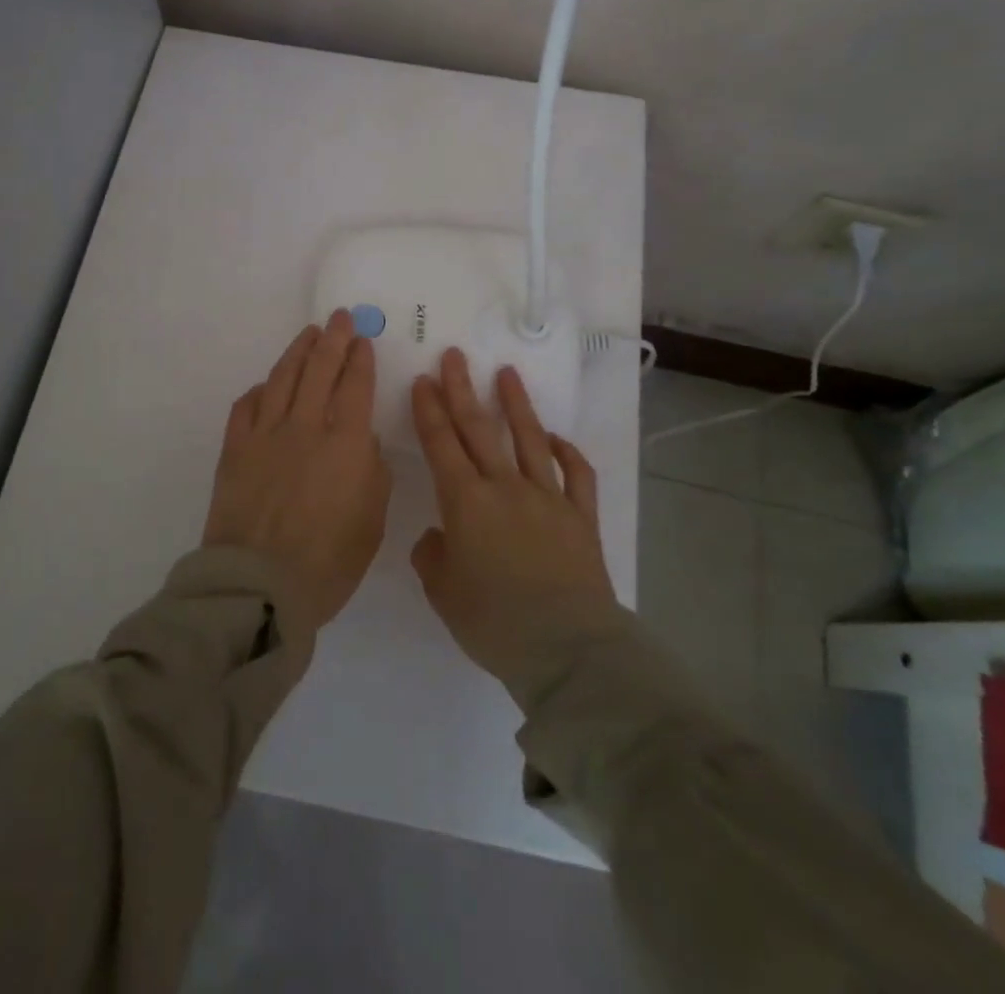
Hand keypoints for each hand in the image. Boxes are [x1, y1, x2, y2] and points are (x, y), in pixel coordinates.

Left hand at [203, 310, 393, 629]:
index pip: (355, 386)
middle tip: (338, 318)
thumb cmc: (328, 562)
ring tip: (308, 335)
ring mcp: (265, 435)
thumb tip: (360, 443)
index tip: (362, 339)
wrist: (259, 585)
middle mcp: (305, 427)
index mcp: (345, 443)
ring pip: (283, 378)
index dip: (360, 358)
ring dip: (297, 352)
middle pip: (319, 370)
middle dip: (332, 339)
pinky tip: (267, 386)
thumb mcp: (371, 521)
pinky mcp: (235, 449)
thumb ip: (372, 473)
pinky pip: (247, 407)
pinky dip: (260, 391)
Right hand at [410, 348, 621, 699]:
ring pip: (530, 440)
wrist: (567, 649)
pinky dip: (567, 453)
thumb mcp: (443, 593)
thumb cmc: (495, 622)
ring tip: (507, 374)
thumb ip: (433, 557)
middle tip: (454, 356)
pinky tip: (557, 438)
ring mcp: (548, 498)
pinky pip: (576, 475)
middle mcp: (505, 488)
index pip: (441, 444)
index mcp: (465, 503)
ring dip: (516, 405)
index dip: (429, 410)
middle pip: (479, 429)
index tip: (423, 380)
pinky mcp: (580, 518)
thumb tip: (440, 536)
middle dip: (462, 390)